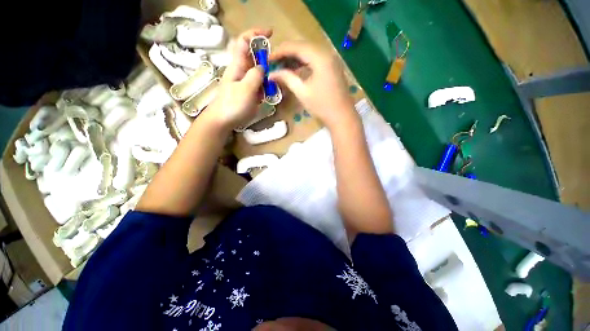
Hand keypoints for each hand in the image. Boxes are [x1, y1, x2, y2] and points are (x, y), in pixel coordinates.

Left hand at [206, 28, 271, 129]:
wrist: (221, 121)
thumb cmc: (232, 105)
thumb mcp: (246, 89)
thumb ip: (256, 75)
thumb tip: (263, 66)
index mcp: (238, 65)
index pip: (244, 41)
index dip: (256, 34)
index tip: (270, 33)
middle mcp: (240, 71)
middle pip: (253, 57)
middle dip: (265, 59)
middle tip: (276, 69)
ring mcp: (243, 82)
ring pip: (257, 72)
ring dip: (266, 76)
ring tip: (271, 87)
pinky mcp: (245, 92)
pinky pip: (257, 85)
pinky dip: (263, 87)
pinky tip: (266, 95)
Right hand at [269, 42, 356, 128]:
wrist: (342, 117)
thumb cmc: (322, 106)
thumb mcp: (302, 92)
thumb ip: (287, 78)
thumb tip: (271, 74)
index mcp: (320, 57)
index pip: (296, 47)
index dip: (280, 51)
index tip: (268, 59)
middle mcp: (327, 53)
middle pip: (303, 47)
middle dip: (287, 54)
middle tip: (274, 63)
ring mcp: (331, 60)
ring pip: (309, 53)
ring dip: (295, 59)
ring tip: (282, 67)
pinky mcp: (332, 68)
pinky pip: (315, 60)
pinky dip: (304, 64)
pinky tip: (296, 70)